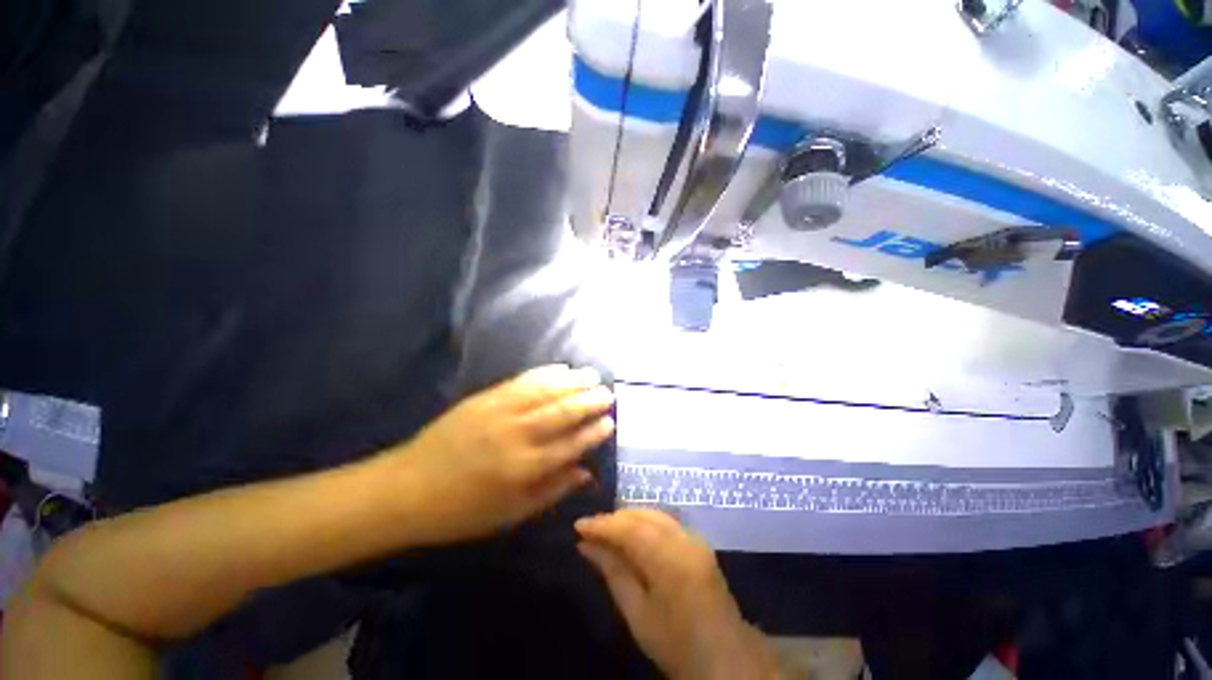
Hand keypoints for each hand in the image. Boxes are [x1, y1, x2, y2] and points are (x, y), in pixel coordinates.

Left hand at [393, 365, 614, 543]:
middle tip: (608, 393)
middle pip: (562, 412)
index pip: (570, 445)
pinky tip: (560, 368)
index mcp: (523, 468)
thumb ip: (551, 490)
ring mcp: (500, 411)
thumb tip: (585, 472)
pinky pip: (522, 381)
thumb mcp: (510, 513)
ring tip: (592, 375)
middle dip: (589, 401)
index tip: (610, 422)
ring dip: (572, 381)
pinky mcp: (485, 397)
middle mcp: (516, 434)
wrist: (406, 488)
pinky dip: (545, 373)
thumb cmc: (461, 510)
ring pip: (545, 391)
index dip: (593, 432)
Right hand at [576, 510, 777, 679]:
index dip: (601, 525)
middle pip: (640, 516)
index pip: (628, 529)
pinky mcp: (697, 540)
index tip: (578, 526)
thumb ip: (612, 571)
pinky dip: (643, 523)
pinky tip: (630, 535)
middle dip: (613, 519)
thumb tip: (585, 545)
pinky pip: (664, 521)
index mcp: (669, 560)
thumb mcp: (637, 613)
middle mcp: (683, 538)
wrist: (724, 655)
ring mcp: (694, 537)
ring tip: (605, 532)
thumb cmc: (675, 642)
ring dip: (627, 519)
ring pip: (652, 514)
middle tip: (589, 531)